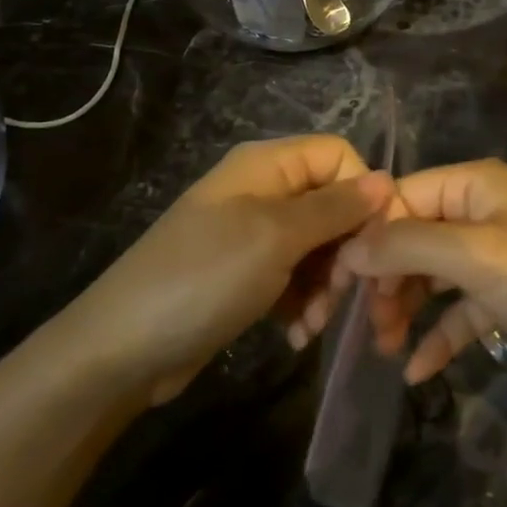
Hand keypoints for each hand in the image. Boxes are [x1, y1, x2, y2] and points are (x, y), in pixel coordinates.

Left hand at [56, 136, 391, 404]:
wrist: (121, 351)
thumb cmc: (203, 279)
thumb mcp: (275, 237)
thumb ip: (335, 207)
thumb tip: (385, 179)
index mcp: (267, 165)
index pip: (339, 156)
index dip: (364, 193)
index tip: (379, 242)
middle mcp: (263, 191)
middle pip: (333, 204)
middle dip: (347, 250)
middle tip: (342, 294)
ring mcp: (252, 234)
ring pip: (319, 245)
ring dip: (326, 285)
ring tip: (313, 324)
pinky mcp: (246, 274)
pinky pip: (295, 277)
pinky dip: (303, 303)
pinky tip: (296, 334)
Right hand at [334, 159, 506, 395]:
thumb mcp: (472, 255)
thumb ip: (404, 246)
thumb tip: (348, 249)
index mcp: (474, 185)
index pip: (400, 199)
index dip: (365, 237)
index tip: (334, 283)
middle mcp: (482, 212)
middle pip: (413, 238)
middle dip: (384, 279)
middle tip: (361, 324)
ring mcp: (497, 257)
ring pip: (432, 276)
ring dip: (405, 308)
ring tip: (384, 347)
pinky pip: (459, 311)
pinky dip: (438, 335)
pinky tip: (416, 370)